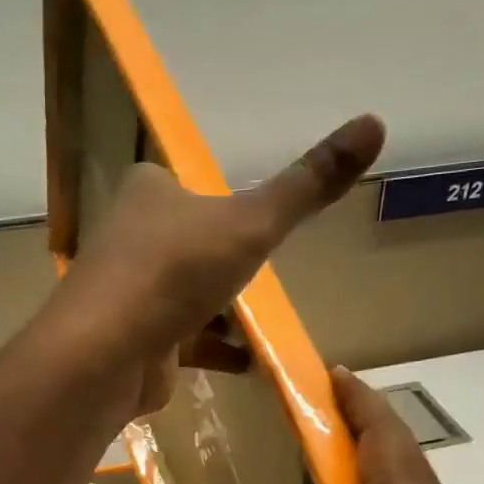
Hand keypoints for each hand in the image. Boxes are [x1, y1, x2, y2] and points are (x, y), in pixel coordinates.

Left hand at [51, 114, 385, 413]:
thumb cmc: (176, 273)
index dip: (216, 200)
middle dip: (222, 260)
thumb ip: (307, 185)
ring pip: (183, 293)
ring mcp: (128, 292)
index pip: (182, 183)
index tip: (248, 220)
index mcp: (148, 193)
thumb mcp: (252, 224)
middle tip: (259, 272)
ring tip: (260, 320)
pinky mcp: (134, 340)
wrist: (108, 353)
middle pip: (187, 242)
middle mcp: (131, 237)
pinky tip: (246, 362)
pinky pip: (181, 339)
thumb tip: (375, 121)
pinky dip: (213, 348)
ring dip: (220, 308)